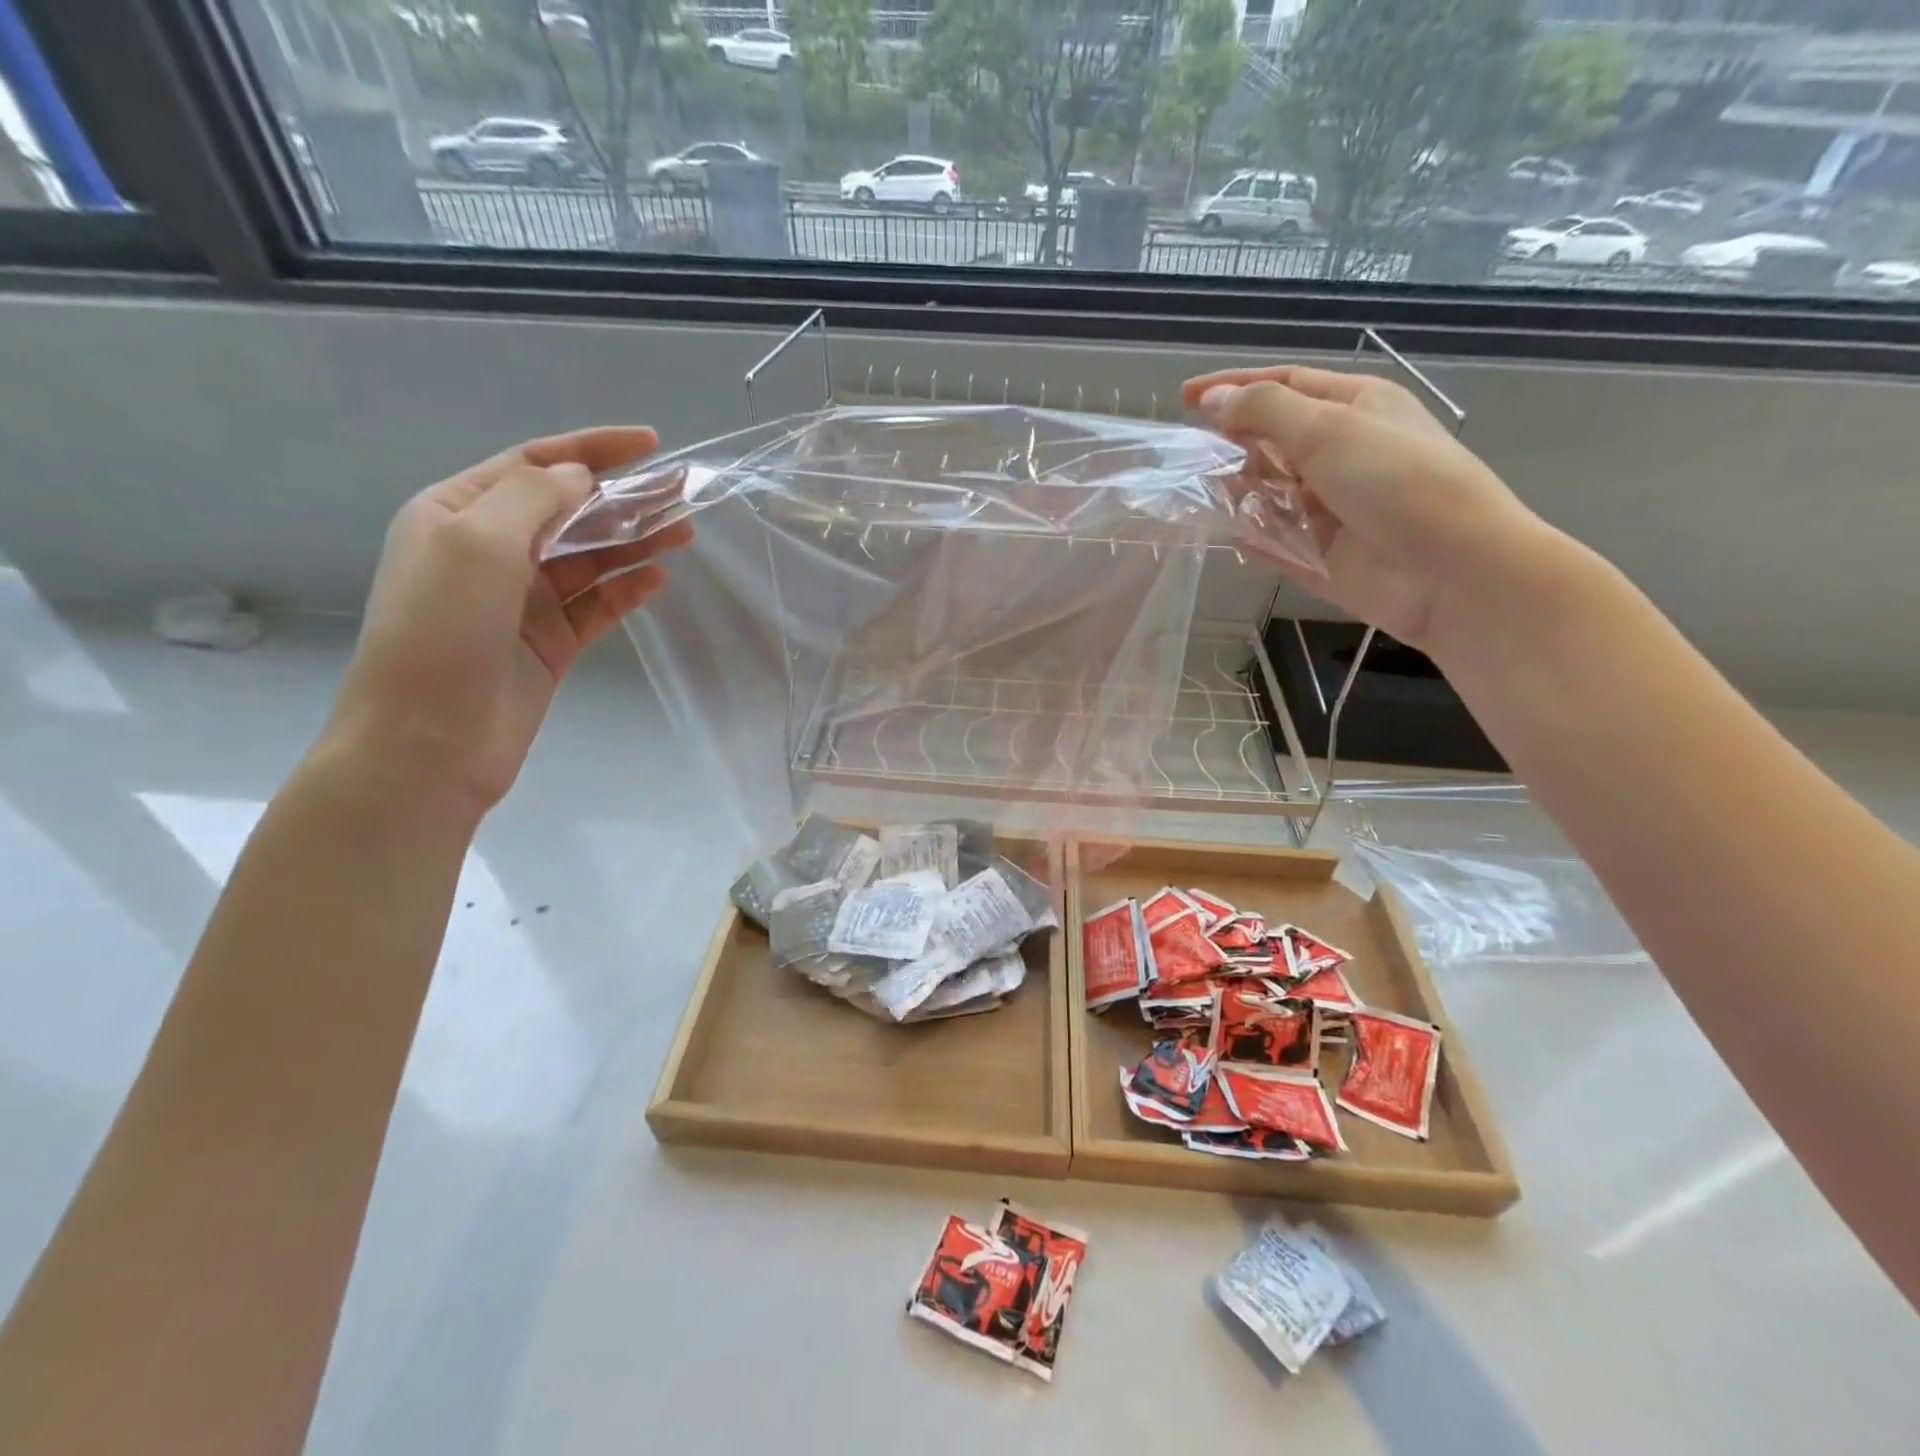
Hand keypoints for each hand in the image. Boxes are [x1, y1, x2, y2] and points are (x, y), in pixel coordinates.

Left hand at [322, 426, 692, 813]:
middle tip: (681, 491)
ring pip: (591, 558)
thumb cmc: (441, 629)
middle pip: (571, 511)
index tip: (650, 443)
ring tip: (684, 531)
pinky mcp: (552, 641)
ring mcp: (524, 599)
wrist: (429, 740)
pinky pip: (597, 604)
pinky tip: (658, 579)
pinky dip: (627, 589)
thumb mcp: (478, 542)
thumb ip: (535, 498)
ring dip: (635, 542)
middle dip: (624, 498)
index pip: (535, 464)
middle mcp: (492, 550)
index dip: (593, 449)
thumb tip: (584, 477)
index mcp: (459, 513)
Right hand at [1183, 364, 1558, 656]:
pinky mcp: (1318, 557)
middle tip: (1194, 457)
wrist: (1452, 572)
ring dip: (1237, 493)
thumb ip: (1265, 411)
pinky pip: (1271, 543)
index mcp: (1354, 408)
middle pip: (1272, 441)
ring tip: (1206, 496)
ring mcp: (1328, 508)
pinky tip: (1228, 538)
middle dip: (1234, 444)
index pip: (1284, 385)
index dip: (1234, 387)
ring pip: (1267, 493)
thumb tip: (1212, 399)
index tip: (1185, 400)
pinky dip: (1250, 539)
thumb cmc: (1398, 483)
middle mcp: (1340, 454)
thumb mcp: (1330, 430)